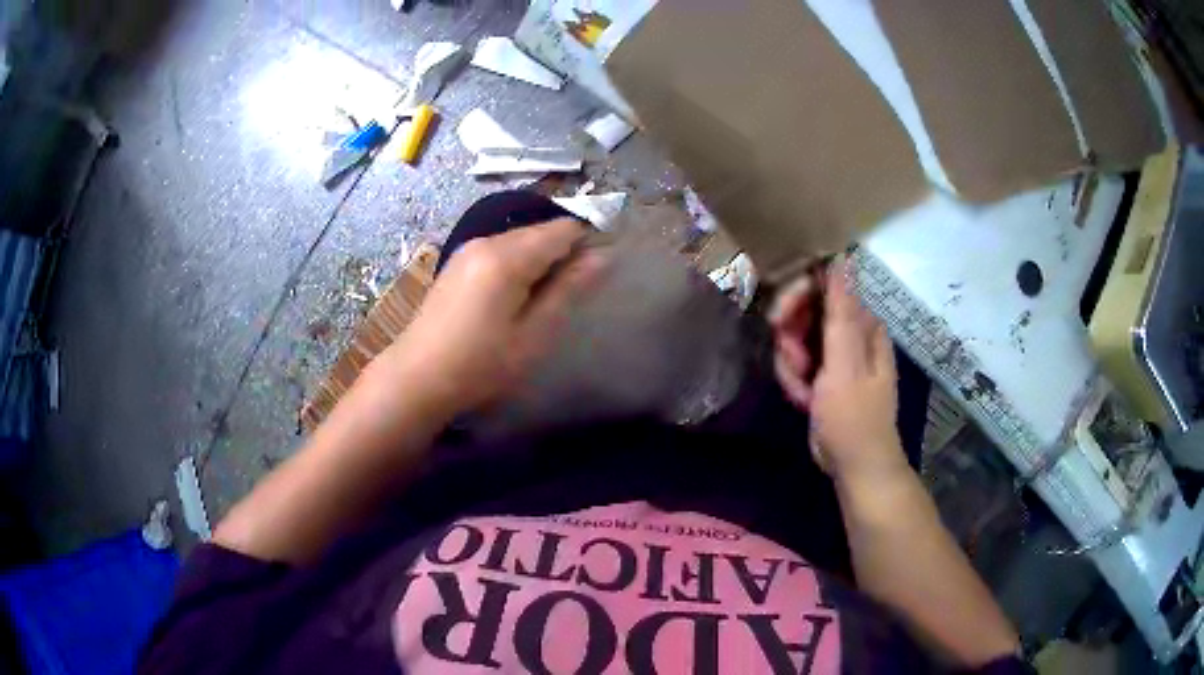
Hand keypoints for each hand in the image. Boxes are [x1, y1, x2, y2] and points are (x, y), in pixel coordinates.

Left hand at [385, 218, 602, 411]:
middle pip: (540, 231)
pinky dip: (519, 266)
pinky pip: (501, 251)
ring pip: (520, 241)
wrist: (417, 378)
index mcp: (507, 256)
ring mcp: (468, 250)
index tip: (600, 273)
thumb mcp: (533, 333)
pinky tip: (517, 298)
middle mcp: (487, 240)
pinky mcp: (458, 263)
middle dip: (565, 254)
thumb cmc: (480, 364)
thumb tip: (604, 256)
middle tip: (573, 296)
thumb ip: (568, 289)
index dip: (589, 242)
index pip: (563, 229)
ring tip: (546, 301)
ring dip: (541, 261)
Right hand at [771, 261, 909, 483]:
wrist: (854, 464)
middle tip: (795, 363)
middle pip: (805, 312)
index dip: (796, 298)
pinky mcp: (824, 375)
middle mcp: (851, 332)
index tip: (778, 322)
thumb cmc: (853, 416)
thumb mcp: (845, 364)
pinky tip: (804, 400)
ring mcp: (836, 354)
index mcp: (862, 323)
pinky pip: (798, 363)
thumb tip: (843, 259)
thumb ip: (841, 312)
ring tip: (803, 391)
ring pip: (796, 340)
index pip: (822, 287)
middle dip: (792, 339)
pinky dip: (795, 381)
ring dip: (792, 366)